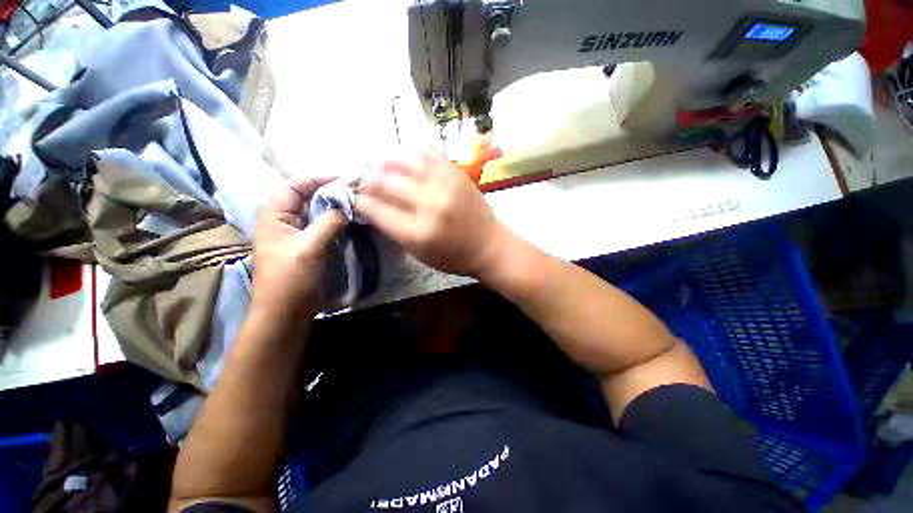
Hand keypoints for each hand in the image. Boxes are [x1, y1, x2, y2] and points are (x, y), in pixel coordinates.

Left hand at [252, 176, 346, 320]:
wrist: (286, 313)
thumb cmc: (291, 280)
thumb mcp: (309, 248)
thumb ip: (328, 223)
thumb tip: (347, 204)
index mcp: (275, 216)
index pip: (293, 186)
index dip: (317, 179)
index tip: (344, 179)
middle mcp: (285, 221)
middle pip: (307, 196)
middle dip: (330, 191)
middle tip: (355, 191)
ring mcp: (298, 234)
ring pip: (317, 211)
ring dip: (335, 206)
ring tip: (357, 203)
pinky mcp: (310, 245)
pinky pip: (324, 225)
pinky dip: (338, 220)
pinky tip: (353, 221)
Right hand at [355, 153, 505, 277]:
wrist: (488, 245)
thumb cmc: (453, 257)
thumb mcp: (418, 253)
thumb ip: (393, 229)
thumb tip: (371, 207)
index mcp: (419, 232)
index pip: (377, 209)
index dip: (359, 201)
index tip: (353, 197)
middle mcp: (431, 204)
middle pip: (387, 182)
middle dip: (368, 179)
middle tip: (363, 180)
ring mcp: (446, 184)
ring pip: (405, 161)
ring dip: (386, 161)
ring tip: (378, 165)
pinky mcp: (457, 173)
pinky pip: (428, 153)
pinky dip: (411, 153)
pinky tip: (404, 158)